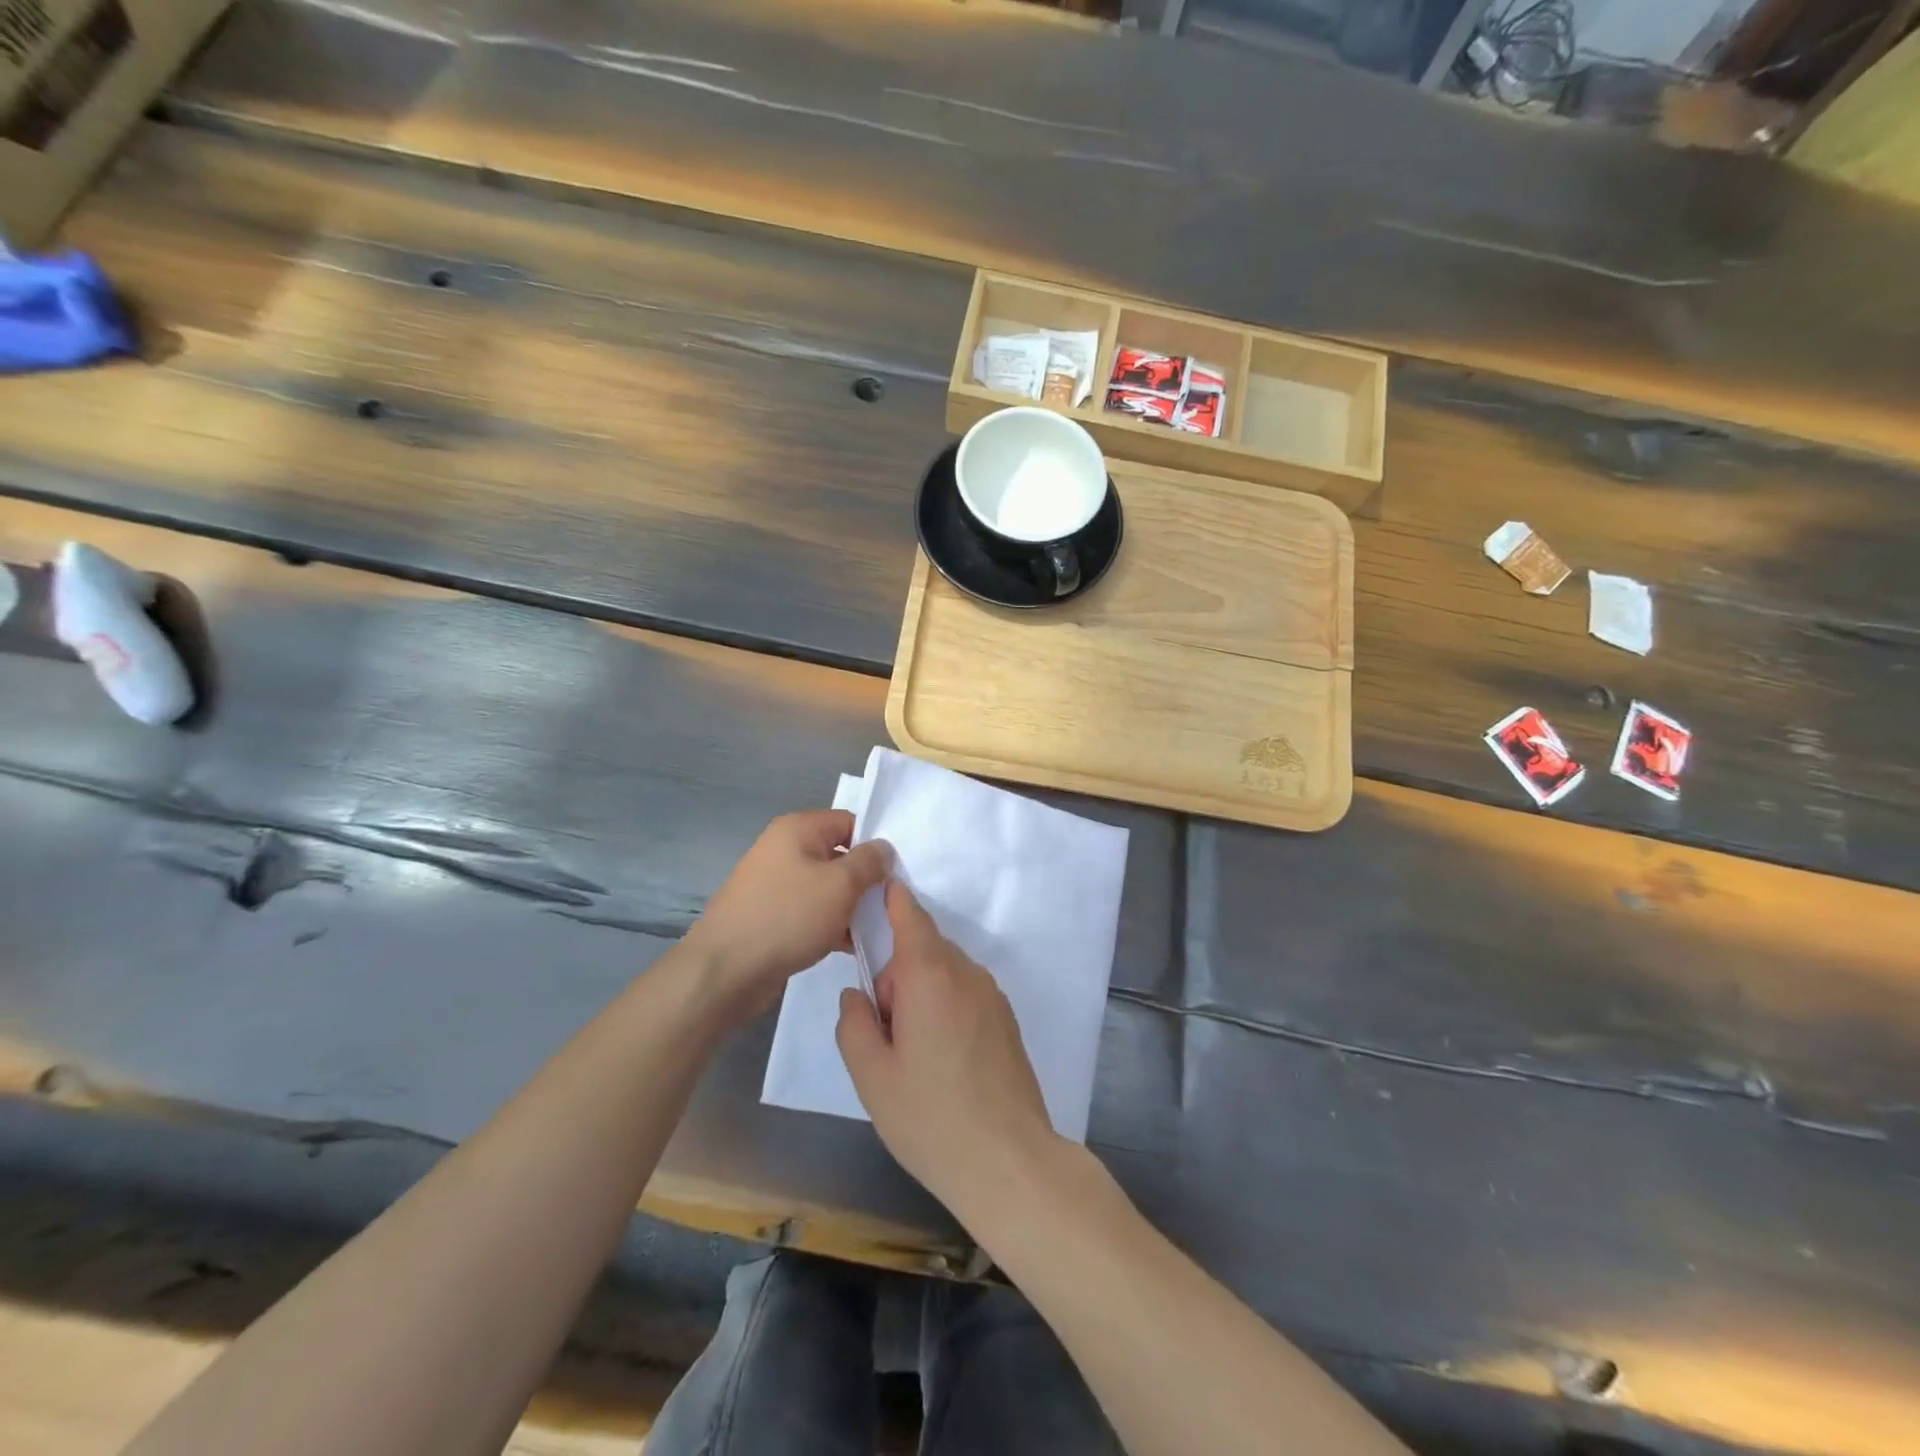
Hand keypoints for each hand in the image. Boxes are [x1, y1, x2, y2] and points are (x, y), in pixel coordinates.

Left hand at [686, 811, 891, 1021]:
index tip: (897, 872)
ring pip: (827, 888)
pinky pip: (811, 912)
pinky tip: (852, 946)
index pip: (850, 822)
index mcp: (797, 829)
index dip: (875, 844)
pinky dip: (831, 925)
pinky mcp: (772, 916)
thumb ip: (869, 862)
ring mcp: (776, 885)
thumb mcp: (840, 884)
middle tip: (892, 903)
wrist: (725, 971)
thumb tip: (884, 849)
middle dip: (866, 879)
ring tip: (877, 929)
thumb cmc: (788, 917)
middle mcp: (784, 850)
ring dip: (851, 906)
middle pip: (839, 856)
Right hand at [836, 881, 1059, 1217]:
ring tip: (915, 1057)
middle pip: (923, 949)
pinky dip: (945, 1008)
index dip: (892, 898)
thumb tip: (857, 995)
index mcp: (930, 975)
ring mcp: (992, 996)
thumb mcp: (872, 1076)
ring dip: (922, 994)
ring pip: (944, 973)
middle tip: (886, 1033)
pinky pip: (965, 993)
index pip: (909, 916)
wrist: (1009, 1162)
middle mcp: (966, 973)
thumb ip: (854, 1024)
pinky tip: (944, 1063)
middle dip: (897, 975)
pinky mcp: (1006, 1019)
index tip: (876, 889)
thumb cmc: (931, 1117)